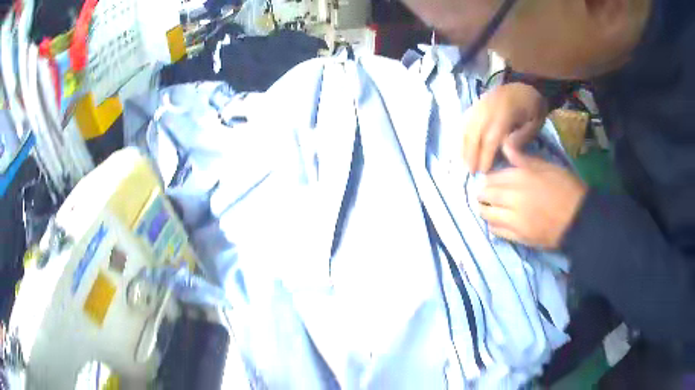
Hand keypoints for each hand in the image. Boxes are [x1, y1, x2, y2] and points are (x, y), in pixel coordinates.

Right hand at [463, 82, 547, 172]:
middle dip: (471, 154)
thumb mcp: (535, 123)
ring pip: (466, 126)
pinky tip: (462, 147)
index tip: (483, 171)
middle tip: (471, 171)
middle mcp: (488, 106)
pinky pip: (465, 120)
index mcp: (505, 111)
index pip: (491, 137)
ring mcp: (480, 103)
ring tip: (464, 162)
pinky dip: (462, 135)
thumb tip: (505, 150)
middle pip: (474, 133)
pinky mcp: (476, 104)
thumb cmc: (533, 108)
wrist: (526, 86)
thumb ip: (521, 136)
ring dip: (463, 146)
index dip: (485, 155)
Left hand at [479, 141, 587, 248]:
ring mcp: (515, 220)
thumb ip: (522, 158)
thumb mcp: (547, 166)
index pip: (491, 177)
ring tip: (489, 208)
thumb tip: (504, 145)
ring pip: (487, 215)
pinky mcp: (519, 237)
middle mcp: (514, 198)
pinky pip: (497, 232)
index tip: (489, 181)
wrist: (579, 218)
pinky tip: (498, 222)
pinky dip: (493, 226)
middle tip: (486, 195)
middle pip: (485, 195)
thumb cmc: (566, 187)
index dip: (488, 179)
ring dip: (485, 210)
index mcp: (520, 177)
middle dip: (483, 194)